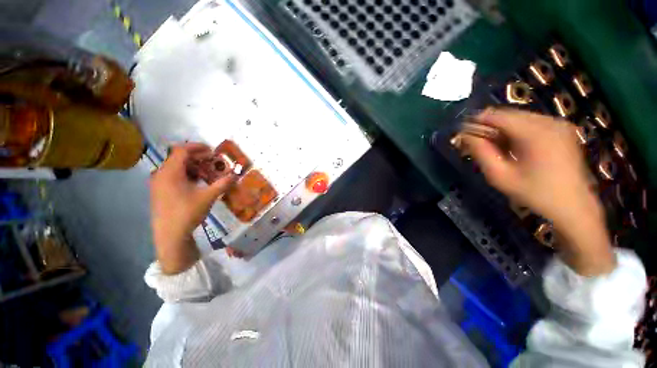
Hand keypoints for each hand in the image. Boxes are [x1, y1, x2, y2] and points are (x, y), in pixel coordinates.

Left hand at [150, 143, 235, 273]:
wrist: (169, 235)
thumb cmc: (187, 213)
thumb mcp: (208, 197)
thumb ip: (223, 184)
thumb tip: (236, 175)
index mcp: (170, 172)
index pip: (182, 150)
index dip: (198, 147)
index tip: (212, 151)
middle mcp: (161, 174)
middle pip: (179, 158)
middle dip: (198, 158)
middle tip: (213, 162)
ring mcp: (158, 183)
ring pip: (176, 167)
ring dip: (193, 167)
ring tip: (208, 173)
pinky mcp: (159, 191)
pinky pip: (173, 176)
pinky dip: (187, 175)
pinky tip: (197, 183)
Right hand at [462, 109, 614, 275]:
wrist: (574, 206)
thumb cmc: (534, 193)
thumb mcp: (500, 176)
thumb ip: (481, 152)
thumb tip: (465, 135)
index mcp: (535, 133)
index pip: (498, 116)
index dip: (477, 121)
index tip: (463, 132)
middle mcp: (549, 121)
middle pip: (509, 115)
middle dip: (489, 126)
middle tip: (476, 143)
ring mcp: (559, 124)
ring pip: (519, 117)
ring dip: (502, 129)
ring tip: (494, 147)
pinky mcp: (563, 129)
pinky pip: (532, 122)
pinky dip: (517, 131)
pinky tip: (513, 146)